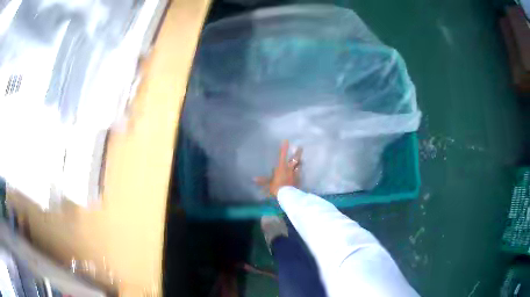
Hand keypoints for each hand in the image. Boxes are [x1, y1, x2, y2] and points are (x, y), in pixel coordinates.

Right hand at [255, 140, 301, 196]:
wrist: (287, 195)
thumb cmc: (277, 187)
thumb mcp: (268, 184)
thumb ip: (262, 181)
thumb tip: (253, 179)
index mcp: (281, 167)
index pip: (282, 155)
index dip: (284, 147)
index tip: (286, 140)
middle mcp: (289, 168)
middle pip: (295, 158)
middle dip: (298, 153)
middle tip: (300, 147)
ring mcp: (295, 174)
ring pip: (299, 165)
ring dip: (300, 162)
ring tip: (301, 160)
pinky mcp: (299, 179)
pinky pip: (299, 174)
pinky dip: (299, 172)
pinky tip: (300, 173)